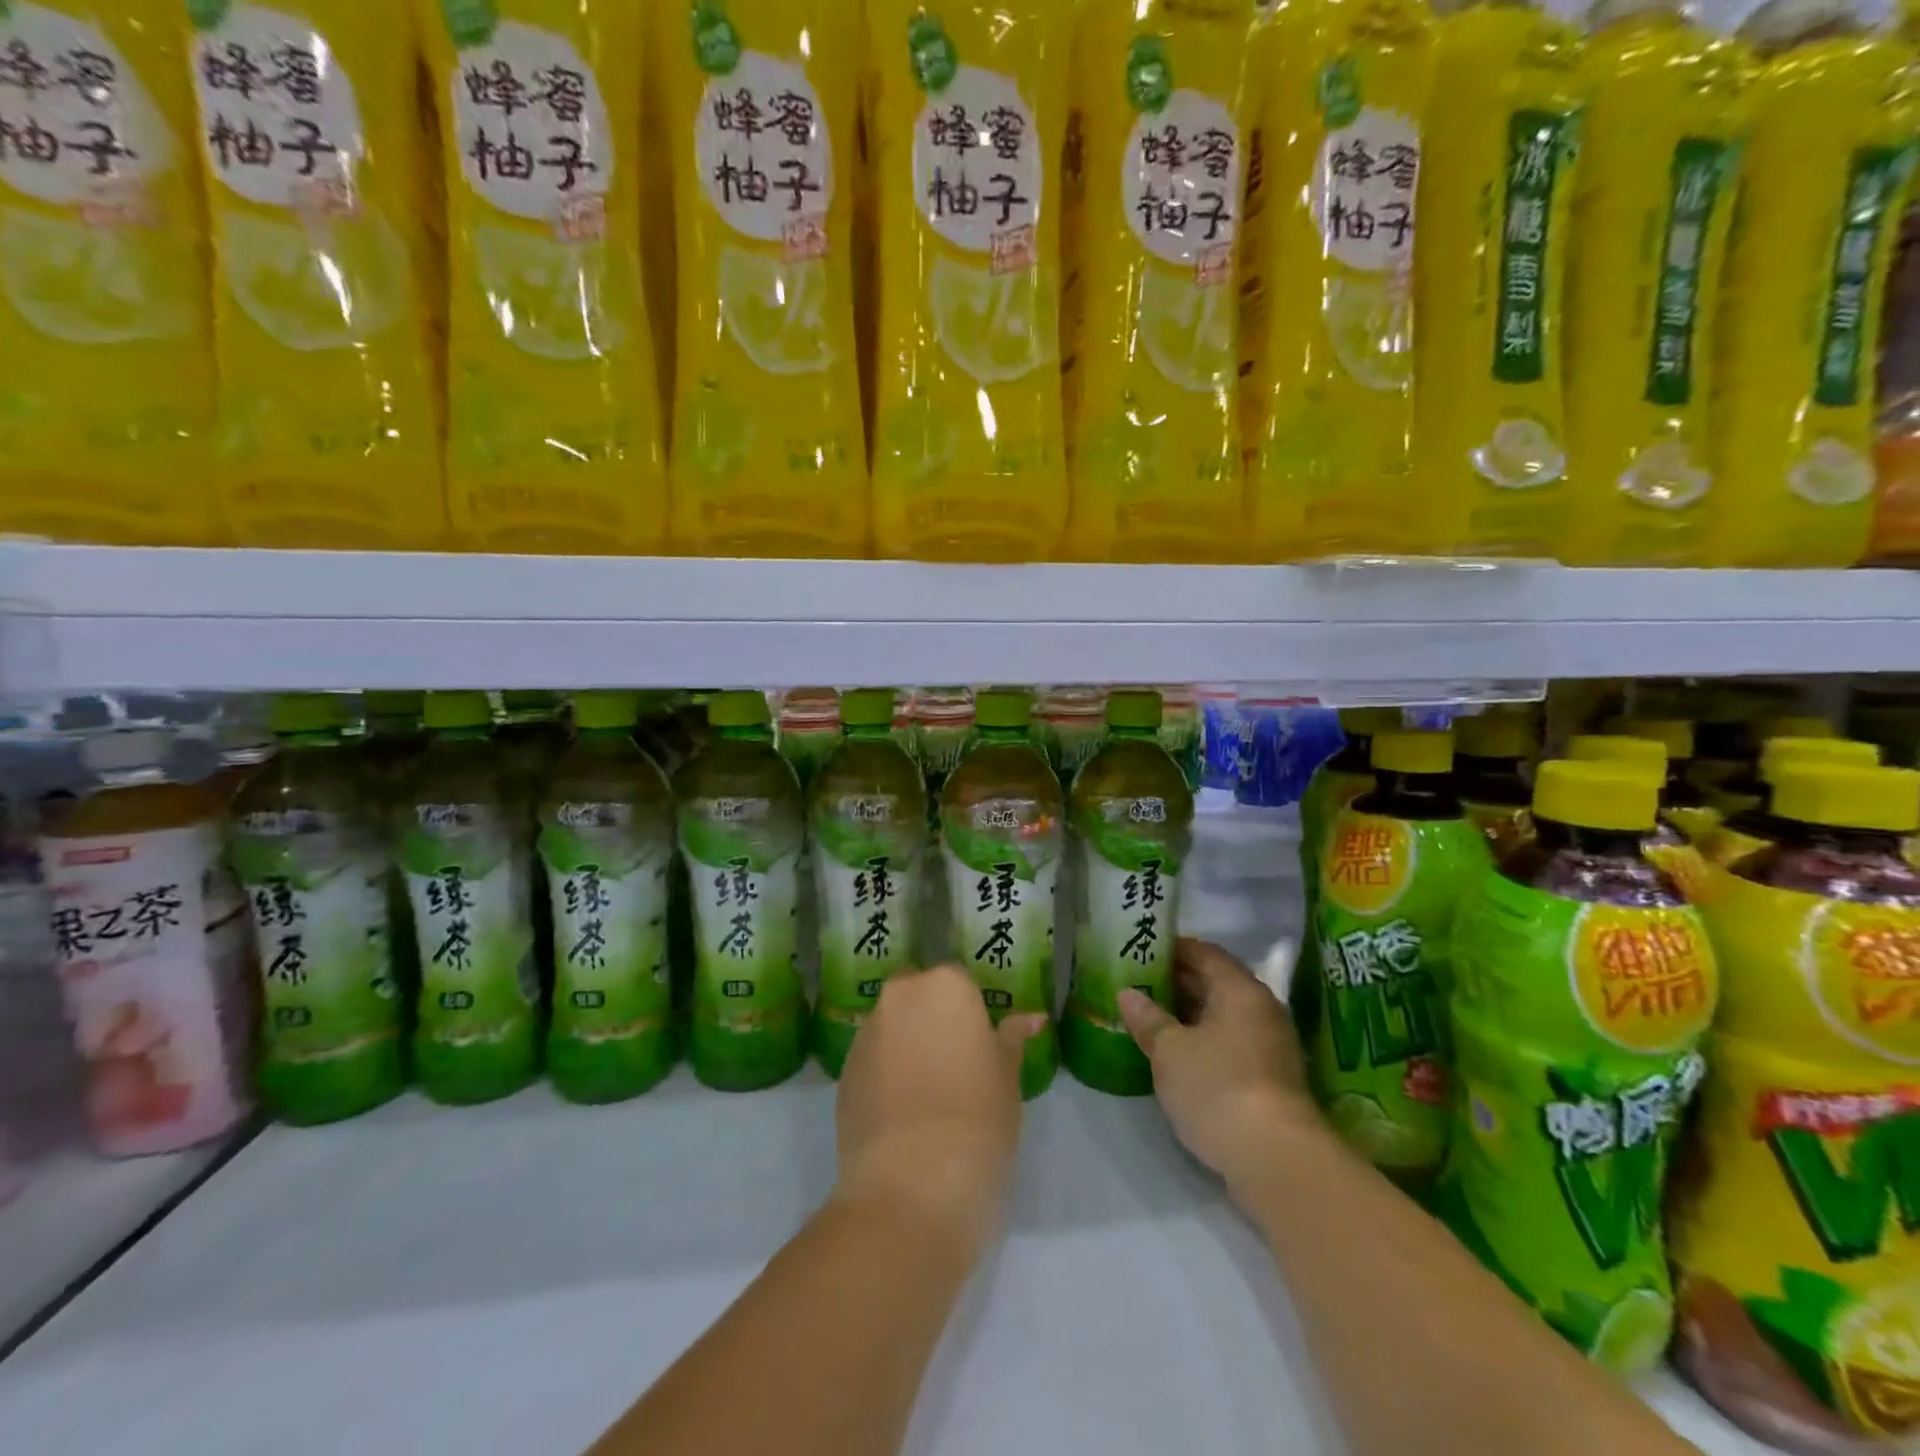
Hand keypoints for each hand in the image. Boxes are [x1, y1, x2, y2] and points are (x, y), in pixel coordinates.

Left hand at [834, 964, 1044, 1255]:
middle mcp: (900, 996)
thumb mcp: (1008, 1077)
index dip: (973, 1014)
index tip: (982, 1047)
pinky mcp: (842, 1074)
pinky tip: (904, 1115)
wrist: (911, 1187)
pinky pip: (873, 1062)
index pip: (962, 983)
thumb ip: (1012, 1038)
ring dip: (909, 1047)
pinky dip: (887, 1076)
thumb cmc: (978, 1119)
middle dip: (934, 1021)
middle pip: (920, 998)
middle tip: (958, 1065)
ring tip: (930, 1096)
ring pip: (893, 1028)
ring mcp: (866, 1034)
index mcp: (945, 985)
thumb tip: (1030, 1018)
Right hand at [1119, 938, 1316, 1197]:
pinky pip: (1230, 1042)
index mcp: (1239, 989)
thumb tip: (1128, 994)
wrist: (1276, 1160)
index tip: (1142, 950)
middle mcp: (1261, 1008)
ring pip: (1222, 1015)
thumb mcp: (1169, 1051)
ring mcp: (1270, 1045)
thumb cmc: (1217, 1087)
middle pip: (1215, 982)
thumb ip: (1148, 1018)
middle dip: (1177, 981)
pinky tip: (1175, 1053)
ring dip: (1188, 1014)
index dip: (1172, 948)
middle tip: (1137, 983)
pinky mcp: (1270, 1078)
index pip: (1204, 952)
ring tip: (1149, 1017)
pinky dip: (1203, 1040)